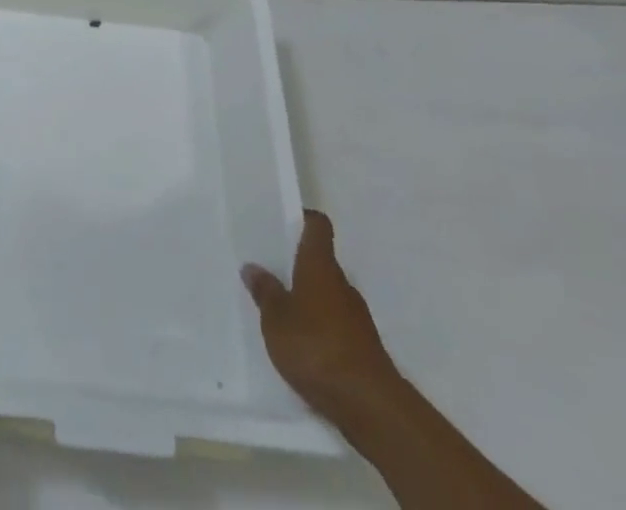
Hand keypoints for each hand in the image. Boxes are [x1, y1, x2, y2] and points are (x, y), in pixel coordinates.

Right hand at [243, 211, 398, 421]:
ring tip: (281, 311)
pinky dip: (320, 329)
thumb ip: (265, 292)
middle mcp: (342, 285)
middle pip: (321, 263)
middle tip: (270, 270)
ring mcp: (357, 318)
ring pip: (328, 297)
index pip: (318, 227)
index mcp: (320, 266)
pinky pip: (336, 326)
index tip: (285, 220)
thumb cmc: (316, 347)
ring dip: (309, 300)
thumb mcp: (276, 318)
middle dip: (298, 266)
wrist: (371, 406)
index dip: (304, 219)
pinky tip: (301, 346)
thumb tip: (253, 267)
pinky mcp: (364, 350)